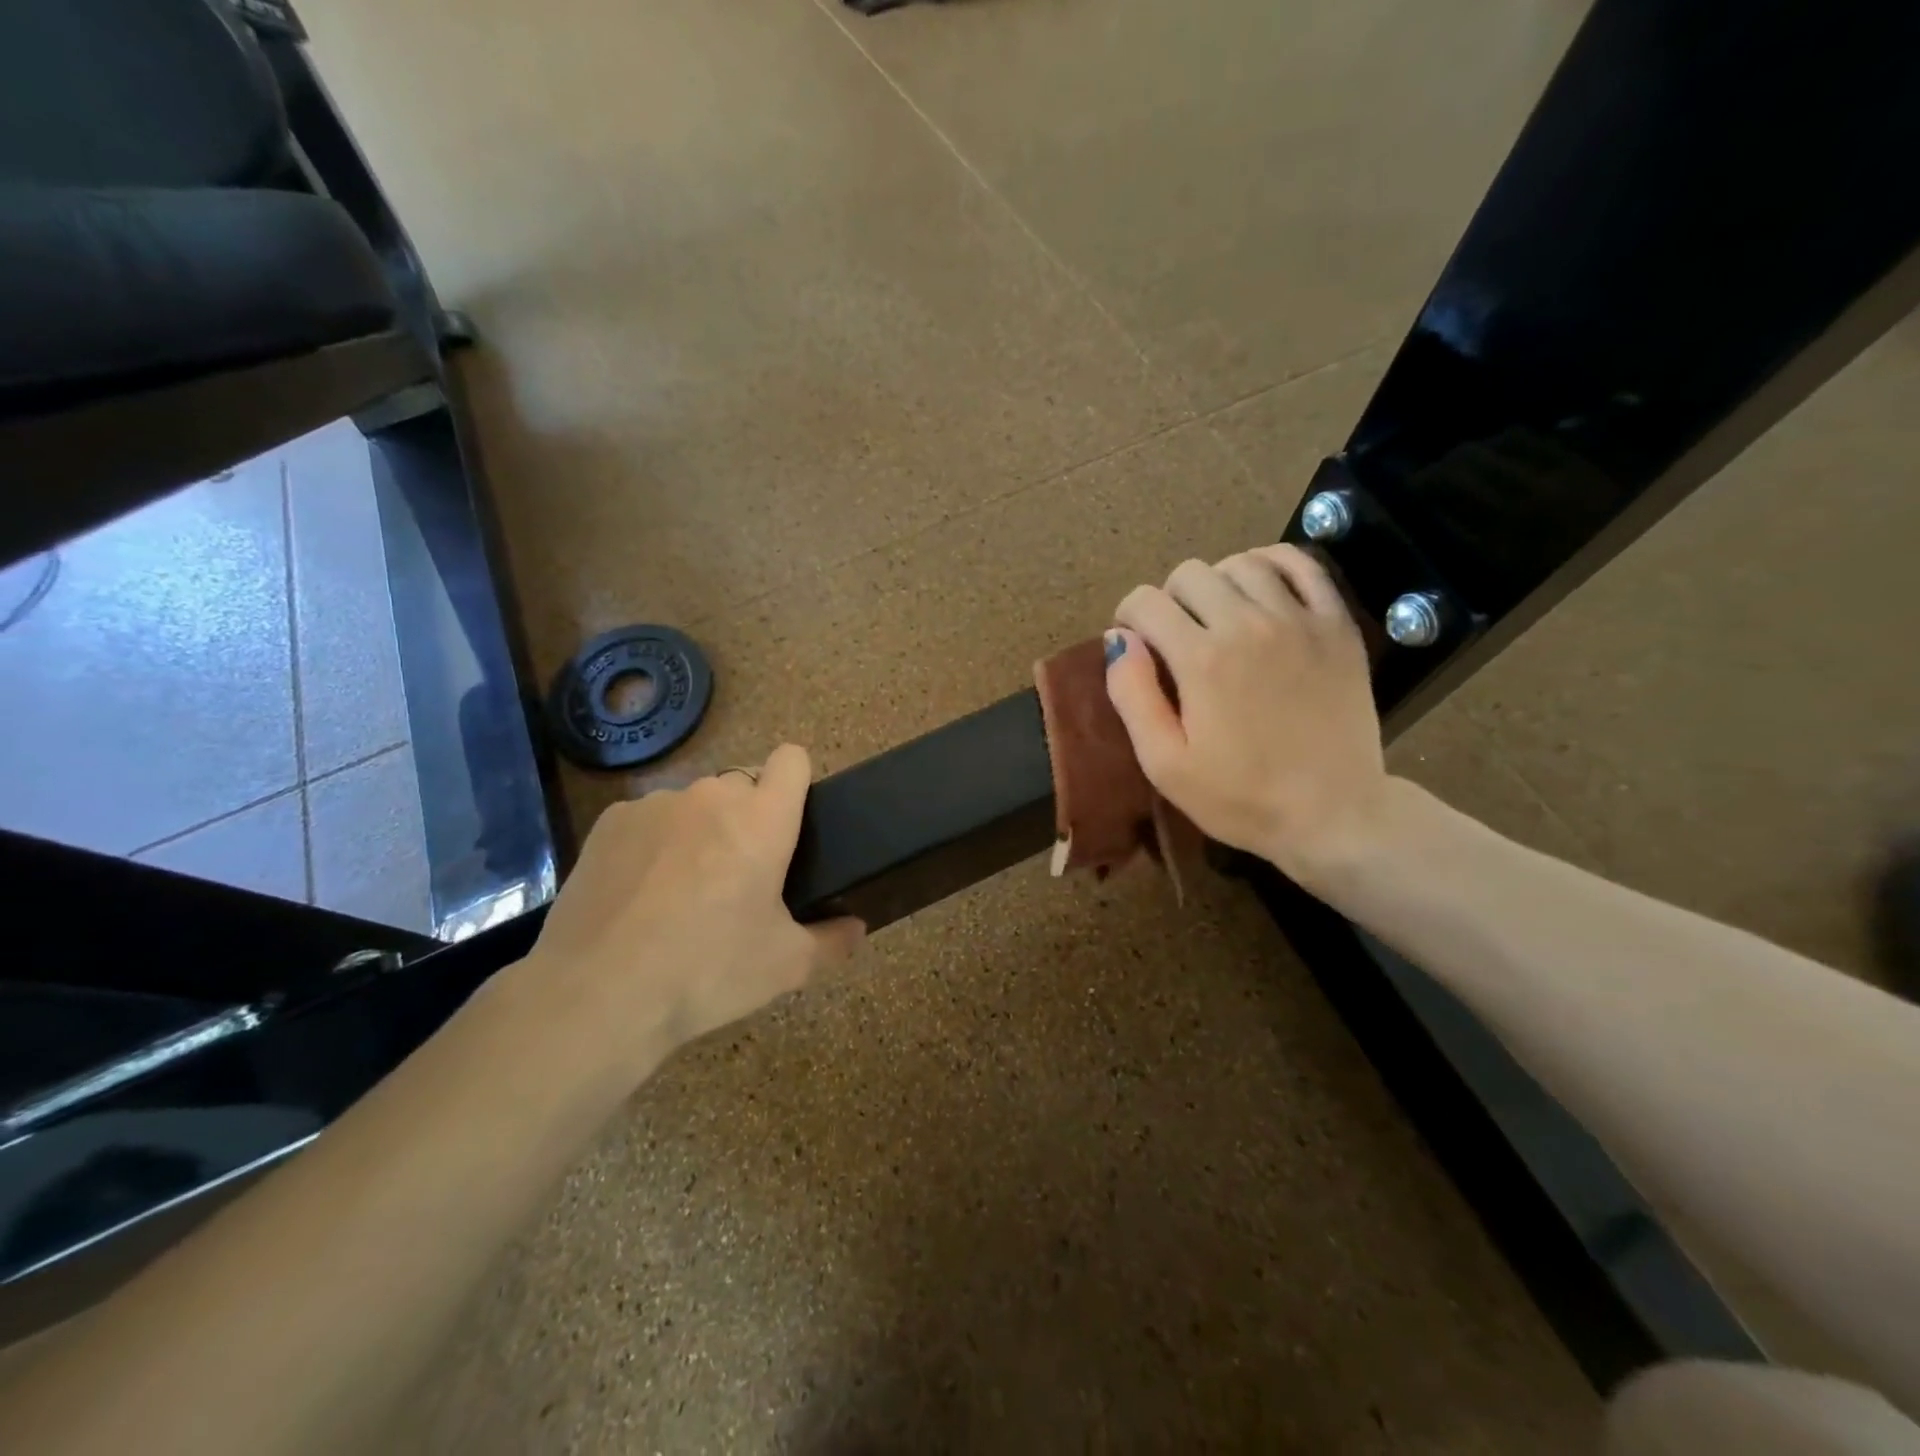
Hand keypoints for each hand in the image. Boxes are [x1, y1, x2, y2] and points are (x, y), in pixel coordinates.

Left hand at [518, 745, 863, 1077]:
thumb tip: (857, 927)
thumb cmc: (708, 972)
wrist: (598, 995)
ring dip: (700, 830)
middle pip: (743, 784)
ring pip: (694, 803)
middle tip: (739, 877)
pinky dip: (654, 843)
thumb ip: (833, 941)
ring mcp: (657, 804)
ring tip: (682, 890)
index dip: (796, 782)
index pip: (792, 759)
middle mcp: (712, 796)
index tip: (790, 822)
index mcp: (763, 819)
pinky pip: (650, 818)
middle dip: (748, 818)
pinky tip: (639, 892)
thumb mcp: (786, 966)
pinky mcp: (611, 822)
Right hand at [1106, 545, 1389, 888]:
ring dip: (1216, 583)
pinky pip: (1301, 565)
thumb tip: (1118, 639)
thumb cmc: (1239, 797)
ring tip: (1216, 617)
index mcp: (1201, 659)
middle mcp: (1248, 624)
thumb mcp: (1164, 763)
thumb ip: (1132, 696)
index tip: (1135, 645)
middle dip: (1168, 600)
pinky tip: (1261, 588)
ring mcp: (1299, 620)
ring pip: (1240, 564)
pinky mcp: (1337, 625)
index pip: (1145, 602)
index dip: (1128, 618)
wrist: (1333, 814)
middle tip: (1174, 638)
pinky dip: (1272, 564)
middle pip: (1189, 574)